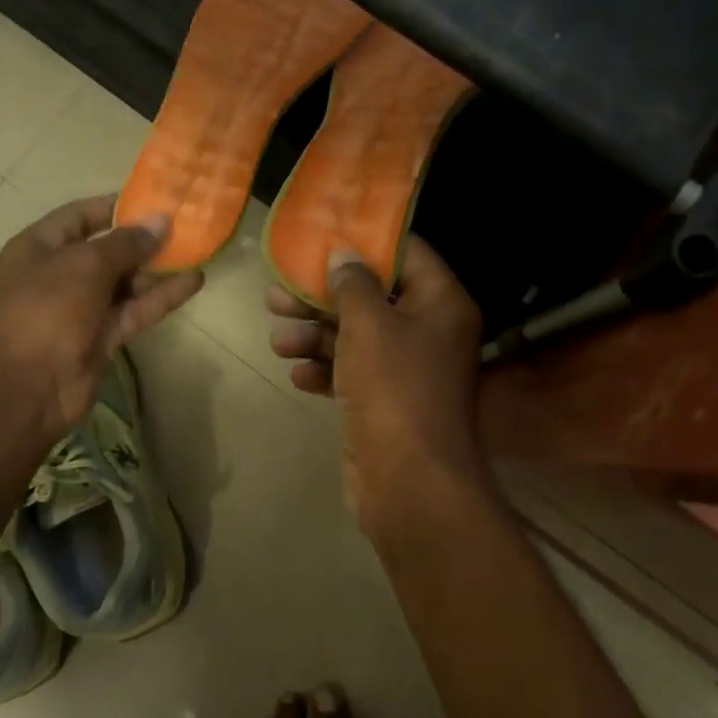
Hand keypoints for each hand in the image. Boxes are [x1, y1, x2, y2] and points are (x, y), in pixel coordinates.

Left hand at [0, 194, 202, 444]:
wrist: (23, 388)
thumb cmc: (45, 310)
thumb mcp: (84, 265)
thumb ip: (126, 243)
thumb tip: (161, 221)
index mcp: (40, 247)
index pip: (81, 216)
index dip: (117, 207)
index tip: (155, 200)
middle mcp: (60, 274)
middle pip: (108, 249)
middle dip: (144, 239)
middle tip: (186, 225)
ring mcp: (82, 307)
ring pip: (126, 282)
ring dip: (158, 268)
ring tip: (196, 250)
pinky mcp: (103, 336)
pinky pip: (136, 310)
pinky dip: (162, 296)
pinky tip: (194, 281)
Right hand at [266, 237, 494, 541]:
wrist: (408, 483)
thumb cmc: (394, 389)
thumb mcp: (369, 325)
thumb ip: (354, 284)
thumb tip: (345, 254)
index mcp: (440, 303)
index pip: (406, 254)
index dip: (366, 242)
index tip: (324, 233)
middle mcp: (428, 332)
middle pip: (371, 298)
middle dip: (323, 296)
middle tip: (277, 292)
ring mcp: (405, 370)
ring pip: (355, 338)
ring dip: (314, 336)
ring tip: (278, 340)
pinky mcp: (383, 402)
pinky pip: (351, 374)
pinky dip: (325, 371)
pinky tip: (298, 376)